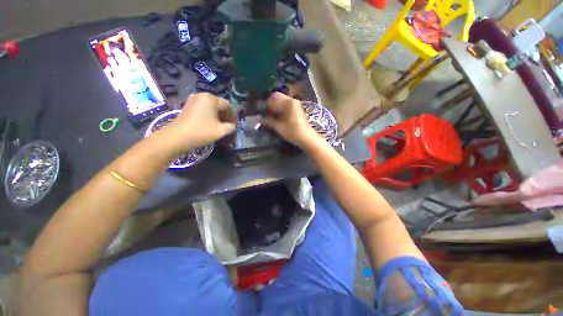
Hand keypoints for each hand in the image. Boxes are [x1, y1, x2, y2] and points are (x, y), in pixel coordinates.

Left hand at [162, 93, 235, 152]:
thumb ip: (231, 127)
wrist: (178, 136)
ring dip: (218, 115)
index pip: (228, 105)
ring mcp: (193, 99)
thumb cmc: (202, 131)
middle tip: (229, 125)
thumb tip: (232, 126)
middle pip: (219, 104)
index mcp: (212, 99)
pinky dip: (209, 114)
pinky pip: (203, 107)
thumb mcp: (221, 130)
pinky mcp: (188, 105)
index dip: (233, 116)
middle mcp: (202, 95)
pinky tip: (210, 122)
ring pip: (211, 106)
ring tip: (220, 125)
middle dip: (226, 115)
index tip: (235, 125)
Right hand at [260, 92, 319, 147]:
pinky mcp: (297, 109)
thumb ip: (268, 121)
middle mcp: (292, 100)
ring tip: (270, 116)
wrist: (307, 138)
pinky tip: (277, 117)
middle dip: (270, 104)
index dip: (266, 104)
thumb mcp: (279, 127)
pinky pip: (286, 105)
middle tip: (265, 113)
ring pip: (282, 101)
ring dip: (275, 106)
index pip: (273, 98)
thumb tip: (259, 119)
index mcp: (288, 103)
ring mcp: (295, 105)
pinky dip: (280, 109)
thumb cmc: (293, 132)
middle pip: (277, 97)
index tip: (260, 111)